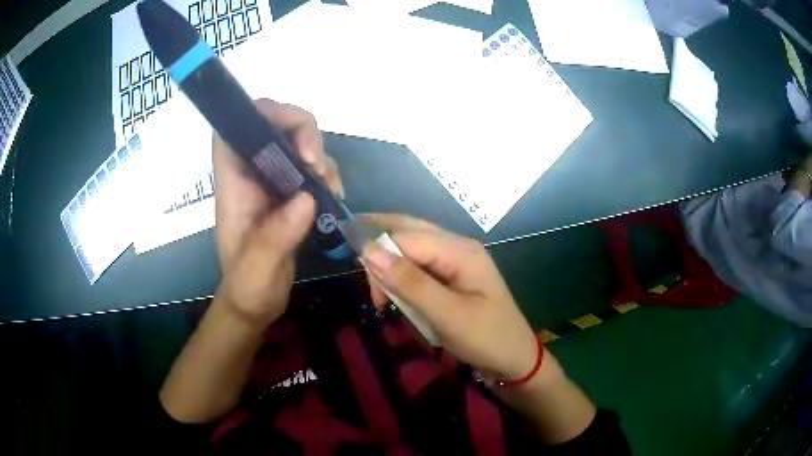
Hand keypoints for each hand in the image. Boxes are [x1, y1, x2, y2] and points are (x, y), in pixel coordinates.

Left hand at [214, 99, 342, 325]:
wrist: (255, 304)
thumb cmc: (247, 287)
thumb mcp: (258, 270)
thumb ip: (275, 237)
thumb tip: (306, 199)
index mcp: (234, 185)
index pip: (233, 131)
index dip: (257, 114)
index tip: (289, 130)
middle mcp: (251, 175)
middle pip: (272, 125)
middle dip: (301, 131)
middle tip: (316, 164)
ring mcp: (272, 183)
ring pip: (296, 142)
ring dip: (319, 154)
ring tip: (329, 188)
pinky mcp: (290, 194)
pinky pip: (310, 167)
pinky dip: (327, 173)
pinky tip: (333, 196)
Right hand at [362, 214, 538, 380]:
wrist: (514, 360)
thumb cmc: (485, 339)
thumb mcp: (447, 315)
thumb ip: (408, 282)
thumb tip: (368, 250)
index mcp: (460, 250)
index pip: (407, 236)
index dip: (380, 253)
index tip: (372, 292)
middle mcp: (457, 246)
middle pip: (409, 231)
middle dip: (381, 249)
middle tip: (368, 283)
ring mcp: (456, 260)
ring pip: (411, 248)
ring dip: (391, 267)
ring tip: (383, 298)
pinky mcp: (452, 276)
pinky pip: (419, 265)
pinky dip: (403, 278)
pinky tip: (397, 295)